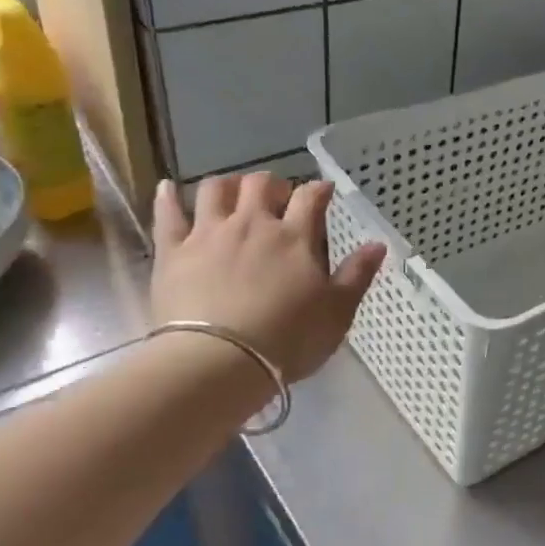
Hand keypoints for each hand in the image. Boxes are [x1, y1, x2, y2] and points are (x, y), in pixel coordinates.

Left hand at [151, 172, 385, 382]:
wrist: (219, 361)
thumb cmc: (288, 340)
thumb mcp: (337, 313)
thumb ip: (357, 275)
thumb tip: (378, 244)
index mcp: (295, 237)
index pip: (310, 197)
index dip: (319, 190)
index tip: (323, 192)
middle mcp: (252, 224)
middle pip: (260, 184)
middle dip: (272, 184)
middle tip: (277, 197)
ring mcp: (209, 234)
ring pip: (215, 189)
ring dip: (227, 184)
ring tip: (231, 193)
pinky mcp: (172, 251)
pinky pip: (167, 214)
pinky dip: (167, 196)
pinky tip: (166, 187)